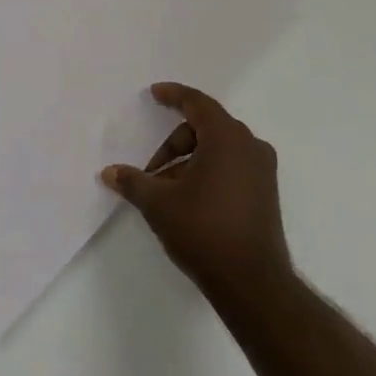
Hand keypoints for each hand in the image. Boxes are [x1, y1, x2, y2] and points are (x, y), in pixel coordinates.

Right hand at [102, 83, 292, 307]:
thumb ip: (133, 182)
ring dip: (188, 160)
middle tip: (150, 170)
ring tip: (165, 190)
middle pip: (206, 127)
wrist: (252, 282)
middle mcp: (250, 146)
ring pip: (219, 149)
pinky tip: (188, 199)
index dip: (174, 95)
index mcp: (227, 138)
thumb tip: (109, 173)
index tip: (155, 93)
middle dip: (174, 143)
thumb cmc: (204, 230)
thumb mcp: (159, 203)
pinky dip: (207, 172)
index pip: (198, 103)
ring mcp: (262, 170)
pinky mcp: (266, 193)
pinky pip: (232, 166)